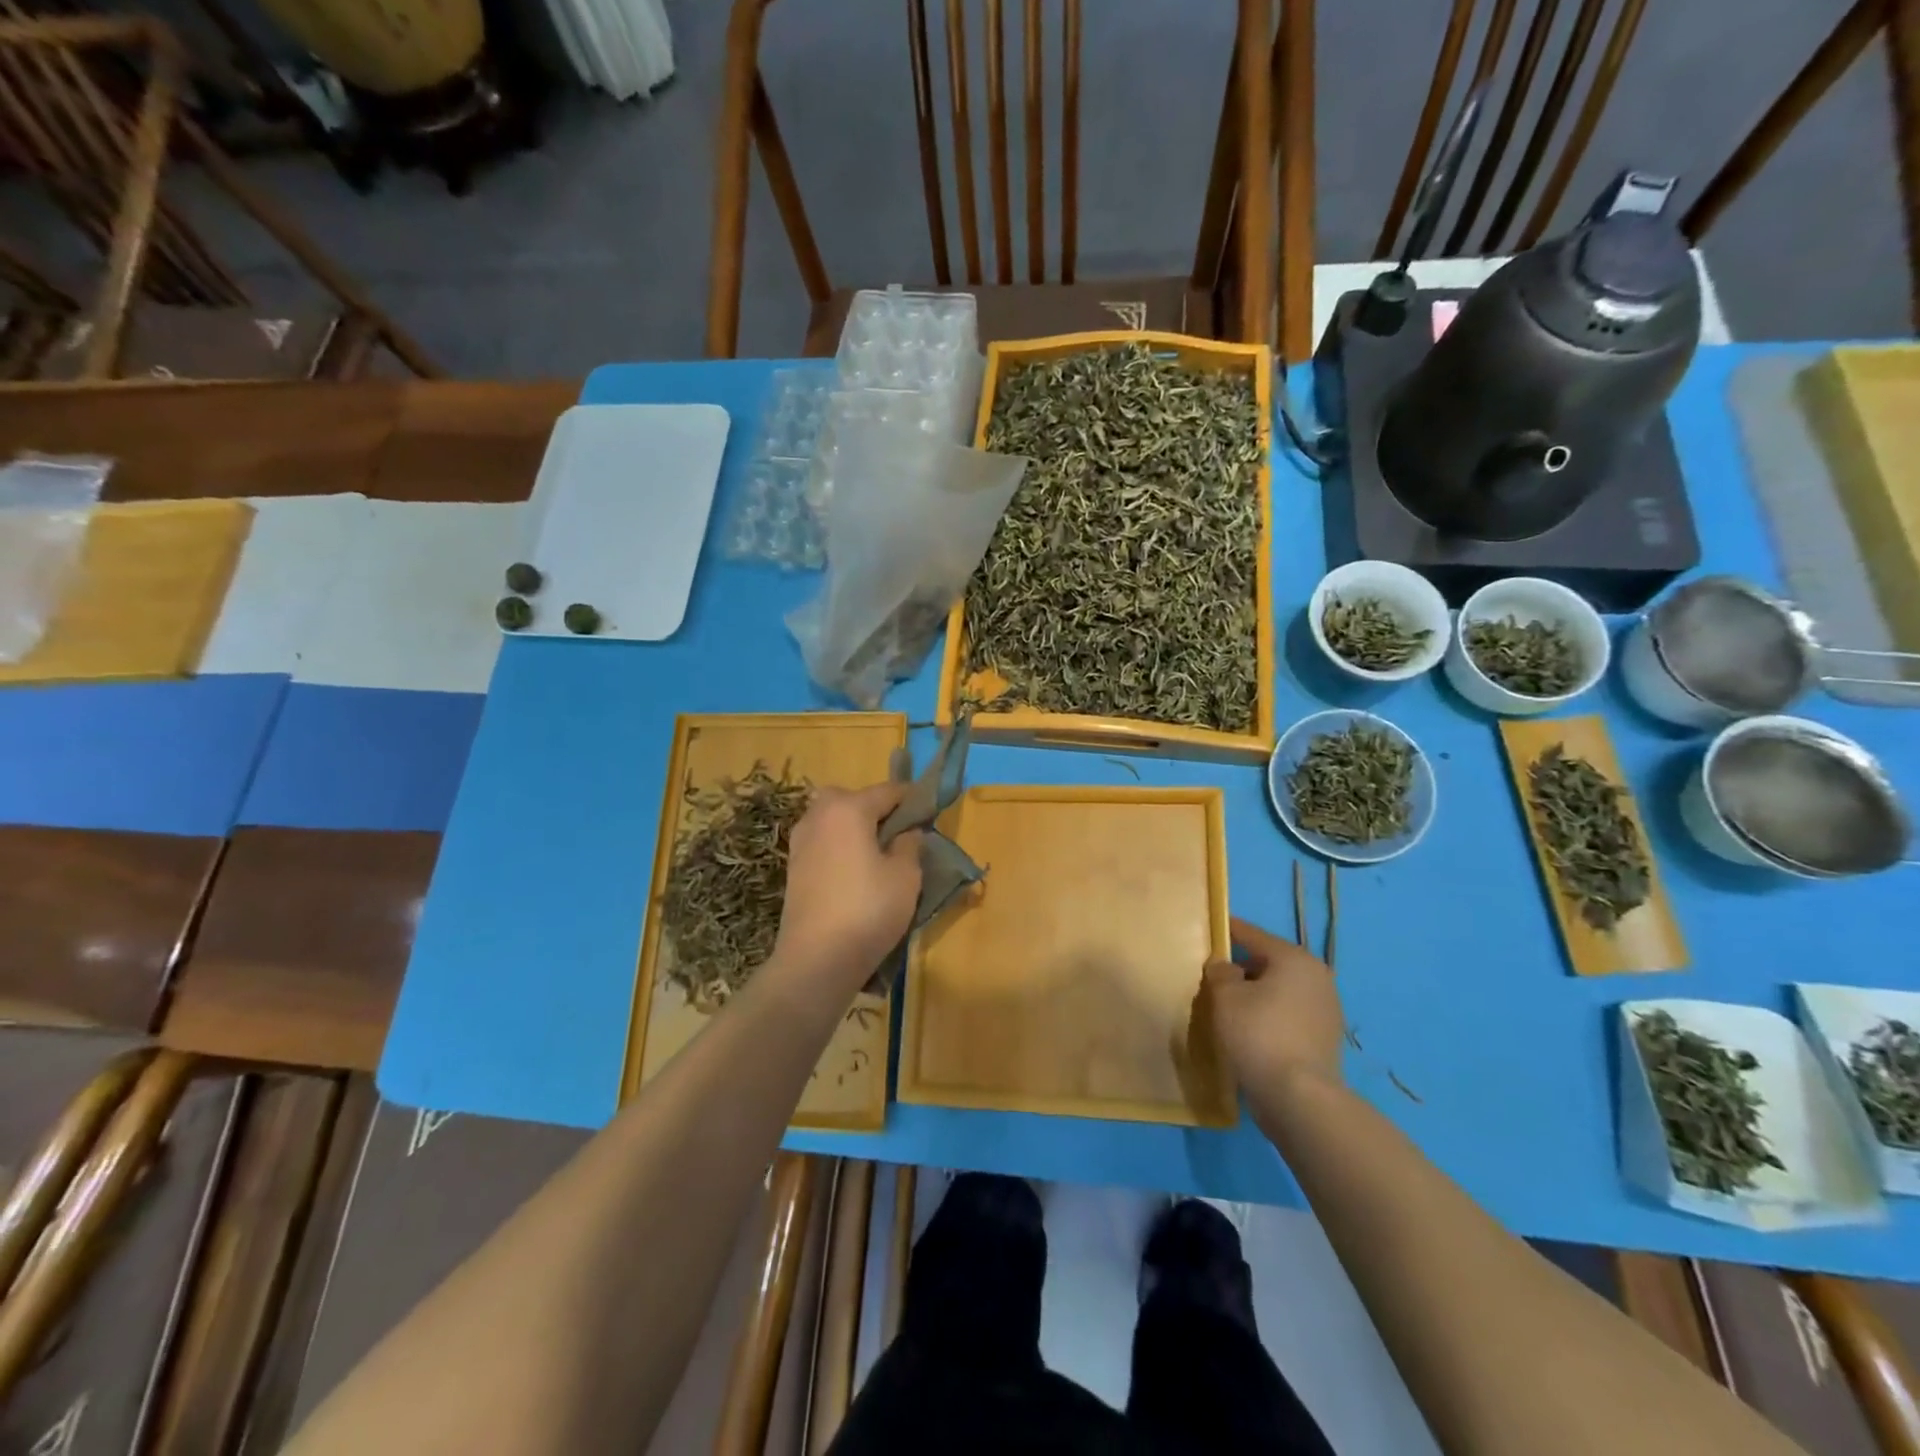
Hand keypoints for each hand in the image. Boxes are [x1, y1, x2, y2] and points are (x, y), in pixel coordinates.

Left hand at [772, 782, 922, 1001]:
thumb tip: (907, 831)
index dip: (913, 799)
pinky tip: (855, 873)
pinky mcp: (793, 866)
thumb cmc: (868, 910)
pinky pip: (823, 841)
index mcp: (848, 808)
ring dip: (855, 827)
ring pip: (833, 819)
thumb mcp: (906, 876)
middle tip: (898, 835)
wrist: (816, 959)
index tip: (930, 813)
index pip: (888, 791)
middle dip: (876, 809)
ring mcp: (801, 841)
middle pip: (853, 798)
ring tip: (878, 856)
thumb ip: (910, 844)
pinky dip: (839, 846)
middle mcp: (819, 816)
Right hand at [1203, 916, 1346, 1092]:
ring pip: (1281, 991)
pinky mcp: (1324, 1040)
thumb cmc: (1258, 1034)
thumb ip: (1220, 972)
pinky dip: (1270, 1016)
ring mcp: (1326, 1011)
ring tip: (1229, 1004)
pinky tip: (1249, 1029)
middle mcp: (1317, 978)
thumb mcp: (1226, 996)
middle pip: (1270, 963)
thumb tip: (1225, 967)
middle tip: (1214, 974)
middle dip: (1243, 966)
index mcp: (1295, 959)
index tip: (1210, 928)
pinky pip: (1289, 1015)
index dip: (1229, 931)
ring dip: (1257, 993)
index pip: (1254, 935)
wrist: (1299, 1098)